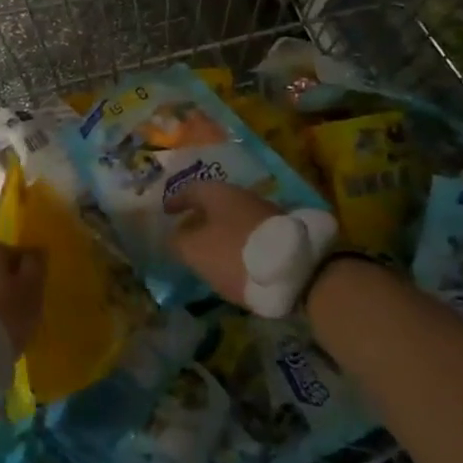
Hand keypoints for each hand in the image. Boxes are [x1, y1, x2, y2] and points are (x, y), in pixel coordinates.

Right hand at [166, 181, 284, 309]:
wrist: (296, 272)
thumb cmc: (234, 254)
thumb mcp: (194, 250)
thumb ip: (178, 241)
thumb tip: (174, 236)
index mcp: (219, 193)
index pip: (191, 190)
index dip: (176, 201)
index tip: (165, 213)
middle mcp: (243, 195)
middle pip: (214, 203)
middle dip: (199, 216)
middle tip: (186, 231)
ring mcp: (266, 213)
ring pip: (233, 218)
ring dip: (219, 230)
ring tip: (209, 249)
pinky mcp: (282, 233)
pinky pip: (250, 232)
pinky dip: (237, 241)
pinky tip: (234, 258)